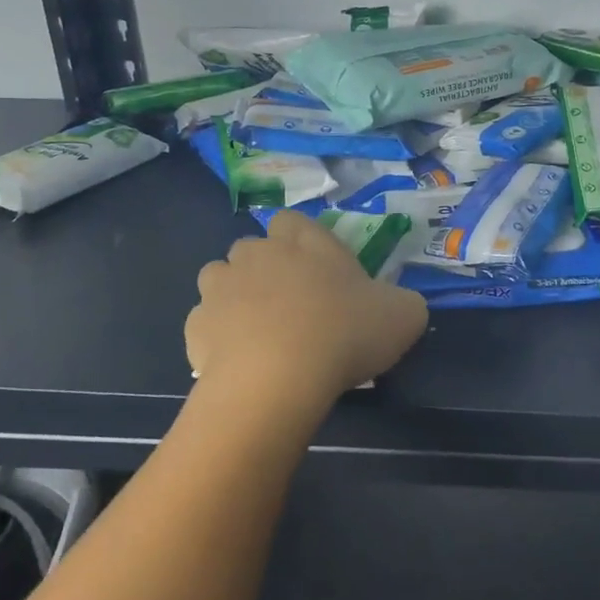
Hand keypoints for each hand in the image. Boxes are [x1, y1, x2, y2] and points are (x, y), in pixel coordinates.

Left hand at [187, 211, 427, 413]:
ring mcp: (221, 288)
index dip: (300, 240)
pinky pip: (205, 323)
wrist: (278, 380)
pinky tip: (239, 360)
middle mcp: (259, 253)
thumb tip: (399, 306)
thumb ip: (403, 302)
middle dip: (265, 267)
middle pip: (253, 247)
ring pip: (219, 278)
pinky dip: (217, 337)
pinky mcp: (196, 326)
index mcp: (307, 242)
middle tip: (291, 303)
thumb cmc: (345, 334)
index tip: (316, 270)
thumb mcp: (404, 315)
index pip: (292, 220)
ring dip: (234, 296)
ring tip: (257, 330)